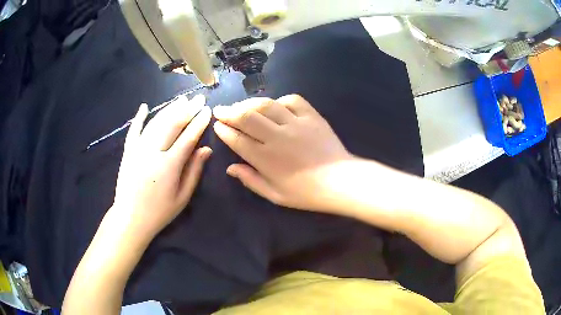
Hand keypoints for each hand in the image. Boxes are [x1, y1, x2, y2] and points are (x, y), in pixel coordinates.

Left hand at [111, 94, 211, 242]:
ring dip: (169, 109)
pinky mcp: (127, 151)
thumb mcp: (182, 197)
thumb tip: (206, 149)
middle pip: (172, 124)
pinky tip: (144, 106)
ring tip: (181, 99)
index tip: (207, 110)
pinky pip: (133, 130)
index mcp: (169, 166)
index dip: (199, 122)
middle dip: (187, 109)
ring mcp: (137, 150)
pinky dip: (139, 117)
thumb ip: (194, 171)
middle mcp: (152, 152)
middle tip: (198, 98)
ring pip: (155, 123)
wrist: (130, 218)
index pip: (187, 137)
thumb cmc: (159, 212)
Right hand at [213, 94, 353, 212]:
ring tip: (241, 105)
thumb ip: (251, 180)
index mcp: (266, 159)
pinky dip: (279, 100)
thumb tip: (230, 169)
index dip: (224, 131)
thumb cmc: (306, 193)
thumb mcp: (275, 195)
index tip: (217, 125)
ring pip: (266, 105)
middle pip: (246, 117)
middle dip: (228, 112)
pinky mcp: (311, 116)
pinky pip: (292, 100)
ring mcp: (295, 123)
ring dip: (249, 103)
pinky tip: (275, 106)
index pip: (237, 139)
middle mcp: (277, 137)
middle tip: (220, 109)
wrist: (340, 181)